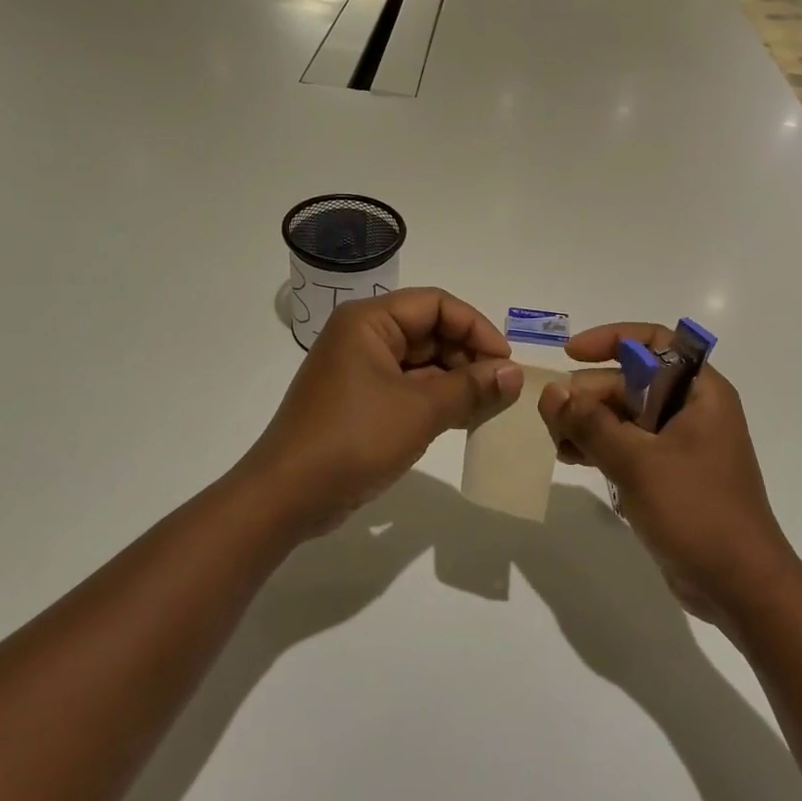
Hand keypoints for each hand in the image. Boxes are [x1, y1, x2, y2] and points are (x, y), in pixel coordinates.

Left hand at [242, 289, 521, 538]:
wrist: (287, 496)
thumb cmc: (354, 438)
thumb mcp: (420, 410)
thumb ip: (471, 388)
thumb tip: (514, 373)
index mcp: (369, 321)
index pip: (436, 304)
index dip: (475, 328)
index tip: (505, 362)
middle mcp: (363, 337)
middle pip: (430, 331)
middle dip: (468, 358)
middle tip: (502, 390)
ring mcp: (360, 371)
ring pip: (422, 363)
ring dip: (456, 382)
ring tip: (490, 408)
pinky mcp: (361, 402)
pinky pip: (408, 389)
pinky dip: (437, 400)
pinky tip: (465, 421)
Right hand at [537, 322, 799, 623]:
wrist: (740, 587)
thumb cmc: (696, 511)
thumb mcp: (637, 461)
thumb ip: (590, 423)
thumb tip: (552, 393)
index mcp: (699, 392)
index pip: (655, 342)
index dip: (611, 339)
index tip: (571, 354)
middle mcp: (691, 410)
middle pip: (631, 381)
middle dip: (589, 394)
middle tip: (552, 418)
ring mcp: (679, 444)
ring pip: (624, 415)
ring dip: (588, 422)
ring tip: (557, 442)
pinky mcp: (668, 475)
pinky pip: (627, 446)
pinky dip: (599, 447)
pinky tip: (570, 458)